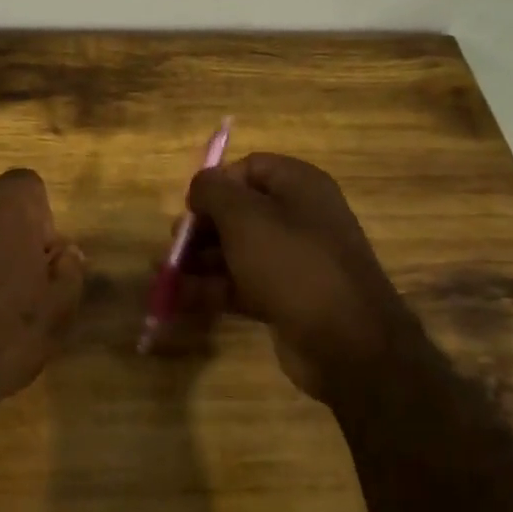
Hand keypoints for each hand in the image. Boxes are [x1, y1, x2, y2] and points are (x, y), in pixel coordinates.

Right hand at [175, 153, 416, 397]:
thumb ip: (213, 191)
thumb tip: (201, 185)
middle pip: (238, 211)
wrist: (347, 343)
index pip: (249, 168)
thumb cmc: (292, 264)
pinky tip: (179, 299)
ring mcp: (294, 260)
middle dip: (201, 227)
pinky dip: (211, 289)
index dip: (216, 184)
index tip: (191, 207)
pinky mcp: (286, 297)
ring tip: (165, 275)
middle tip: (174, 245)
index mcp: (299, 186)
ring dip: (198, 261)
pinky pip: (241, 284)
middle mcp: (299, 217)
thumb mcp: (244, 217)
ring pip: (236, 250)